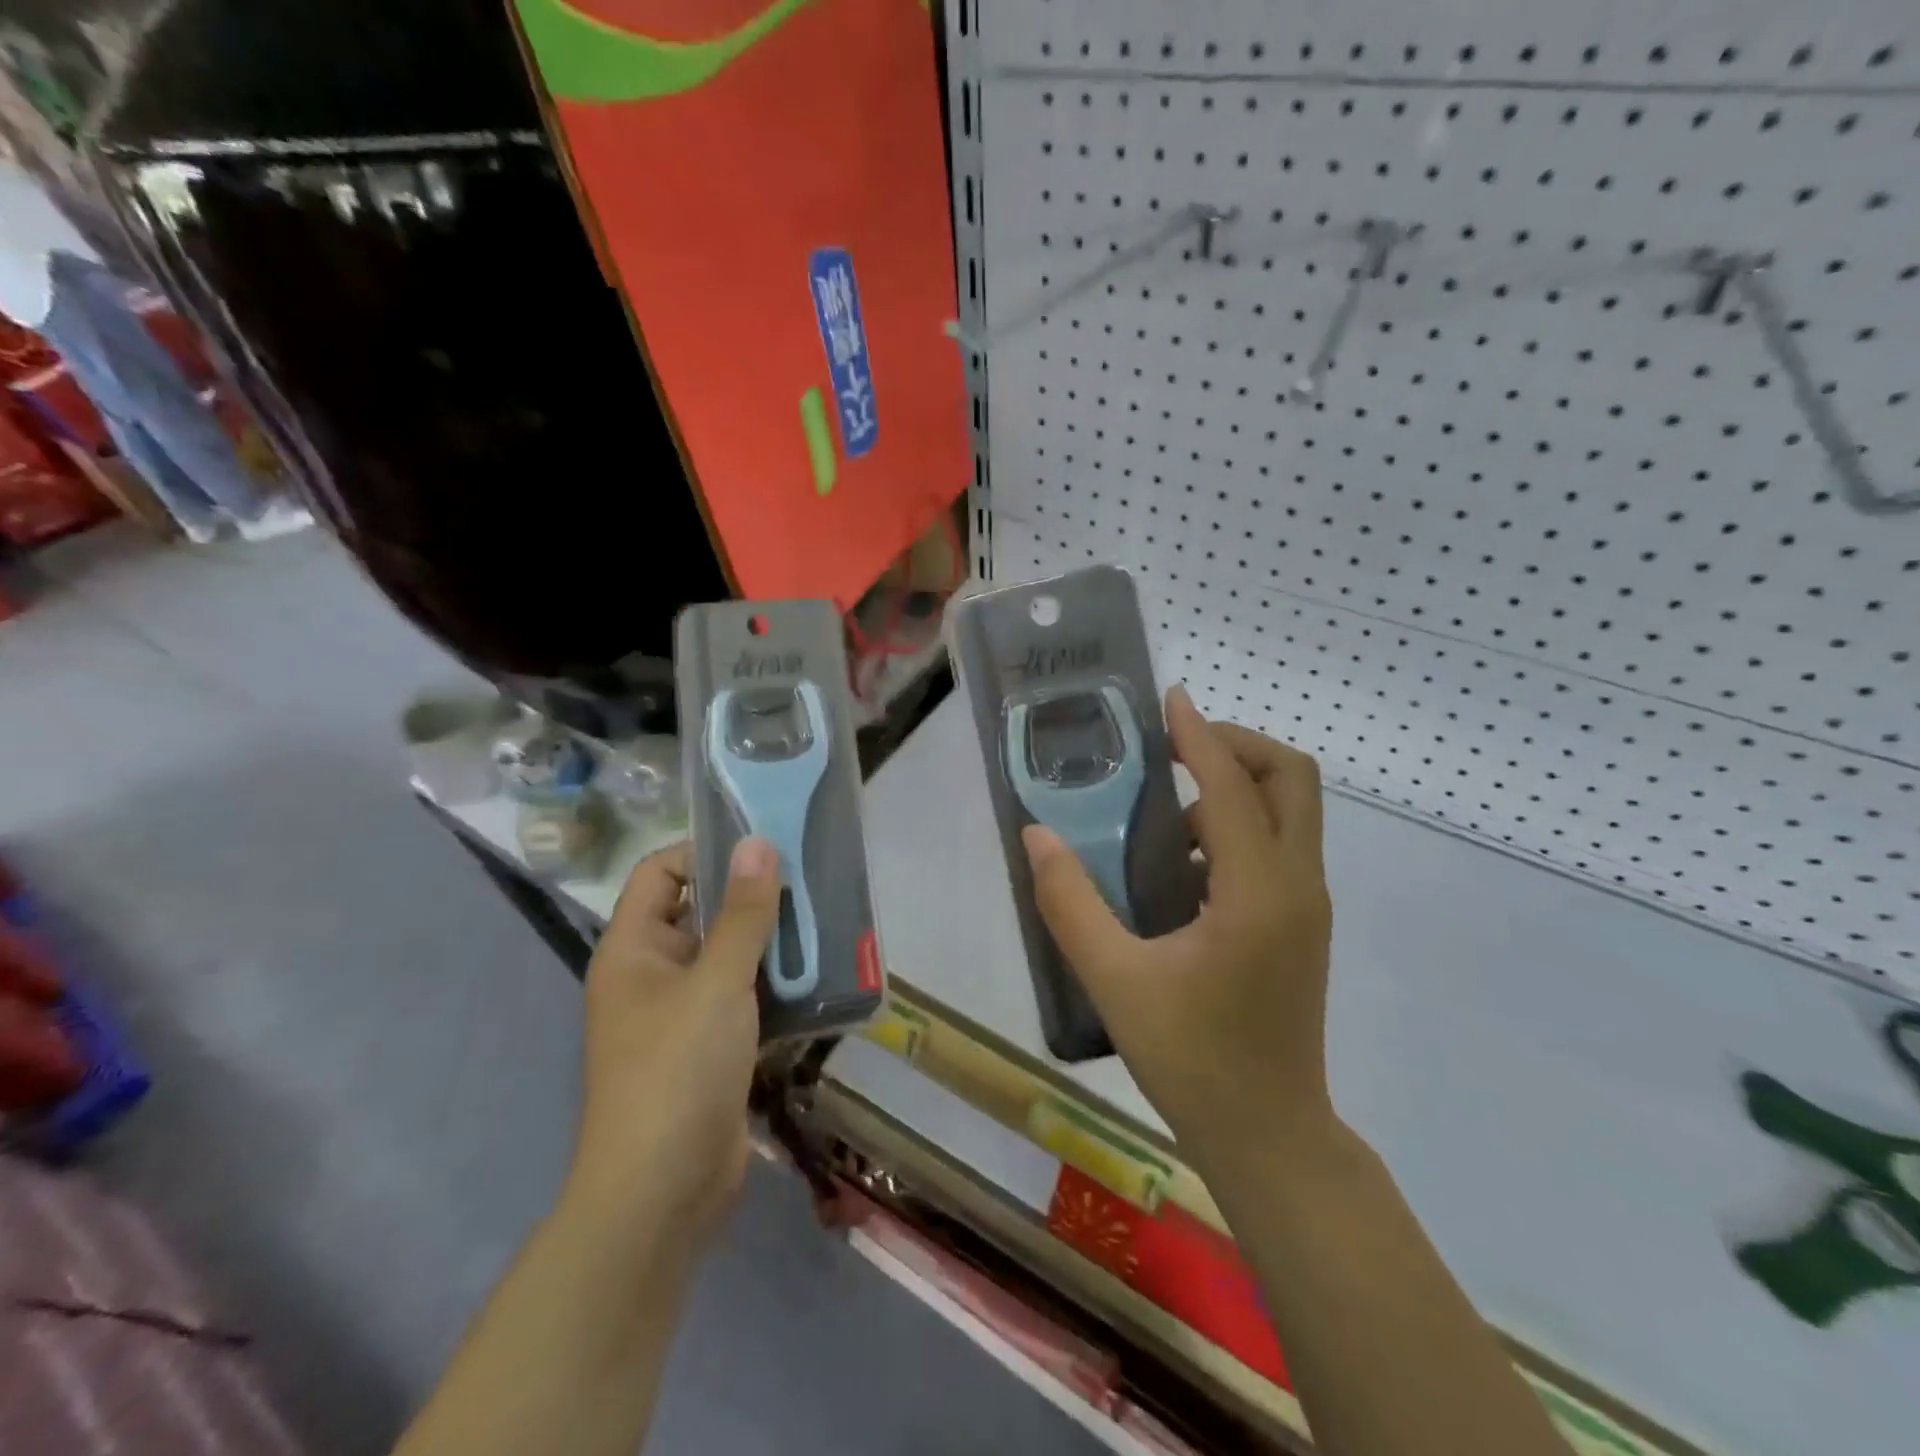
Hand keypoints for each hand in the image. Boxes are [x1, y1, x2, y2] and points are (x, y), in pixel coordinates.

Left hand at [568, 838, 780, 1247]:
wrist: (662, 1194)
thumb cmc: (677, 1071)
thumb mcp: (717, 982)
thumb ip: (742, 913)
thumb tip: (758, 843)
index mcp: (633, 950)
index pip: (660, 873)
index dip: (704, 852)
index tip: (762, 845)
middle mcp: (651, 975)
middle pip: (699, 913)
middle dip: (750, 896)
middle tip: (807, 878)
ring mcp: (681, 1015)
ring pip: (728, 957)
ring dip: (770, 942)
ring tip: (823, 918)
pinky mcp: (710, 1049)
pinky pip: (743, 998)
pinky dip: (776, 984)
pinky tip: (819, 974)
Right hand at [1022, 687, 1334, 1169]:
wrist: (1271, 1137)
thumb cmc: (1194, 1061)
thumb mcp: (1116, 981)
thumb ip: (1071, 903)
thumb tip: (1036, 834)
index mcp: (1257, 893)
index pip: (1232, 786)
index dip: (1199, 735)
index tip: (1168, 700)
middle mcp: (1297, 886)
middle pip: (1292, 779)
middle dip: (1235, 745)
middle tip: (1173, 747)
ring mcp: (1307, 906)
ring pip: (1291, 812)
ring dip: (1234, 787)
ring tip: (1160, 807)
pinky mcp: (1301, 925)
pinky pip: (1278, 846)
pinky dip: (1236, 827)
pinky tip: (1178, 865)